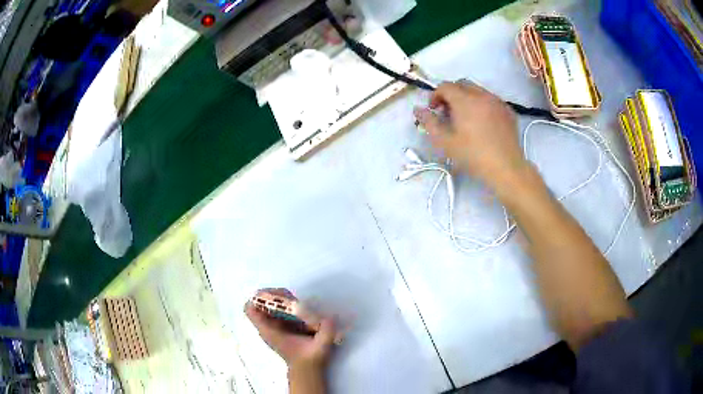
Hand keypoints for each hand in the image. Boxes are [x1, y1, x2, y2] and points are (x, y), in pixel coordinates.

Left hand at [245, 289, 336, 374]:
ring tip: (298, 303)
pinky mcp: (280, 327)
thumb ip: (326, 332)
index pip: (250, 309)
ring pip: (268, 304)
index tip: (279, 298)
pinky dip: (287, 306)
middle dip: (276, 296)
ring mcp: (272, 327)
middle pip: (260, 302)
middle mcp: (267, 327)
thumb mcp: (320, 346)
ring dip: (282, 300)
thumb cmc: (310, 360)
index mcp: (270, 332)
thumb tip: (331, 316)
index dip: (262, 298)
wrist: (307, 371)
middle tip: (294, 299)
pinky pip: (277, 310)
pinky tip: (301, 311)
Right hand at [414, 81, 528, 192]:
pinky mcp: (508, 111)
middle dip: (451, 94)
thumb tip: (418, 109)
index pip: (445, 86)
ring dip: (467, 98)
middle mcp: (482, 95)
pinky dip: (482, 104)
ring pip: (478, 90)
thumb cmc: (473, 155)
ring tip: (466, 118)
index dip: (435, 95)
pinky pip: (491, 100)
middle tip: (448, 113)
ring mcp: (498, 101)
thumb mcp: (445, 142)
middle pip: (462, 84)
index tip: (434, 110)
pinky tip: (483, 123)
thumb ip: (429, 122)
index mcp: (465, 100)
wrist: (506, 168)